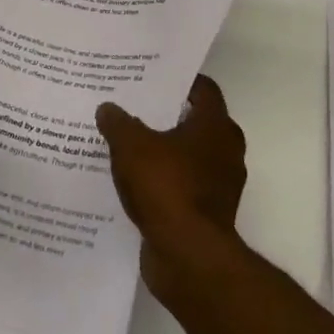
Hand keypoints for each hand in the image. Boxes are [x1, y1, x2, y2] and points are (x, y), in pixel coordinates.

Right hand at [96, 76, 246, 295]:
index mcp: (216, 126)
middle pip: (195, 121)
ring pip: (188, 155)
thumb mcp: (131, 146)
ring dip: (164, 150)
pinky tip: (132, 180)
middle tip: (134, 106)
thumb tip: (108, 108)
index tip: (152, 76)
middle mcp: (225, 151)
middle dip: (167, 114)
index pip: (203, 89)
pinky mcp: (207, 213)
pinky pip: (182, 186)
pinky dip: (163, 181)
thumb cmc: (167, 187)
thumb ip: (118, 123)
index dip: (179, 80)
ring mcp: (219, 185)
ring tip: (127, 142)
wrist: (188, 257)